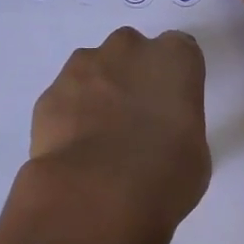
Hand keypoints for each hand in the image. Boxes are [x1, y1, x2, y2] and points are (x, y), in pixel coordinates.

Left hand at [2, 26, 211, 243]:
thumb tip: (160, 137)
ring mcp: (83, 67)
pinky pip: (65, 98)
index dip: (174, 77)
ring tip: (100, 138)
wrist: (96, 195)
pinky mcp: (50, 92)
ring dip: (98, 92)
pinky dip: (69, 116)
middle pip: (131, 51)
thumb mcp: (194, 154)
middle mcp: (128, 49)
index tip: (172, 104)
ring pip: (93, 69)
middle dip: (132, 75)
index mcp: (174, 58)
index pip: (179, 50)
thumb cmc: (164, 176)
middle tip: (135, 119)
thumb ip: (178, 127)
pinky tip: (75, 150)